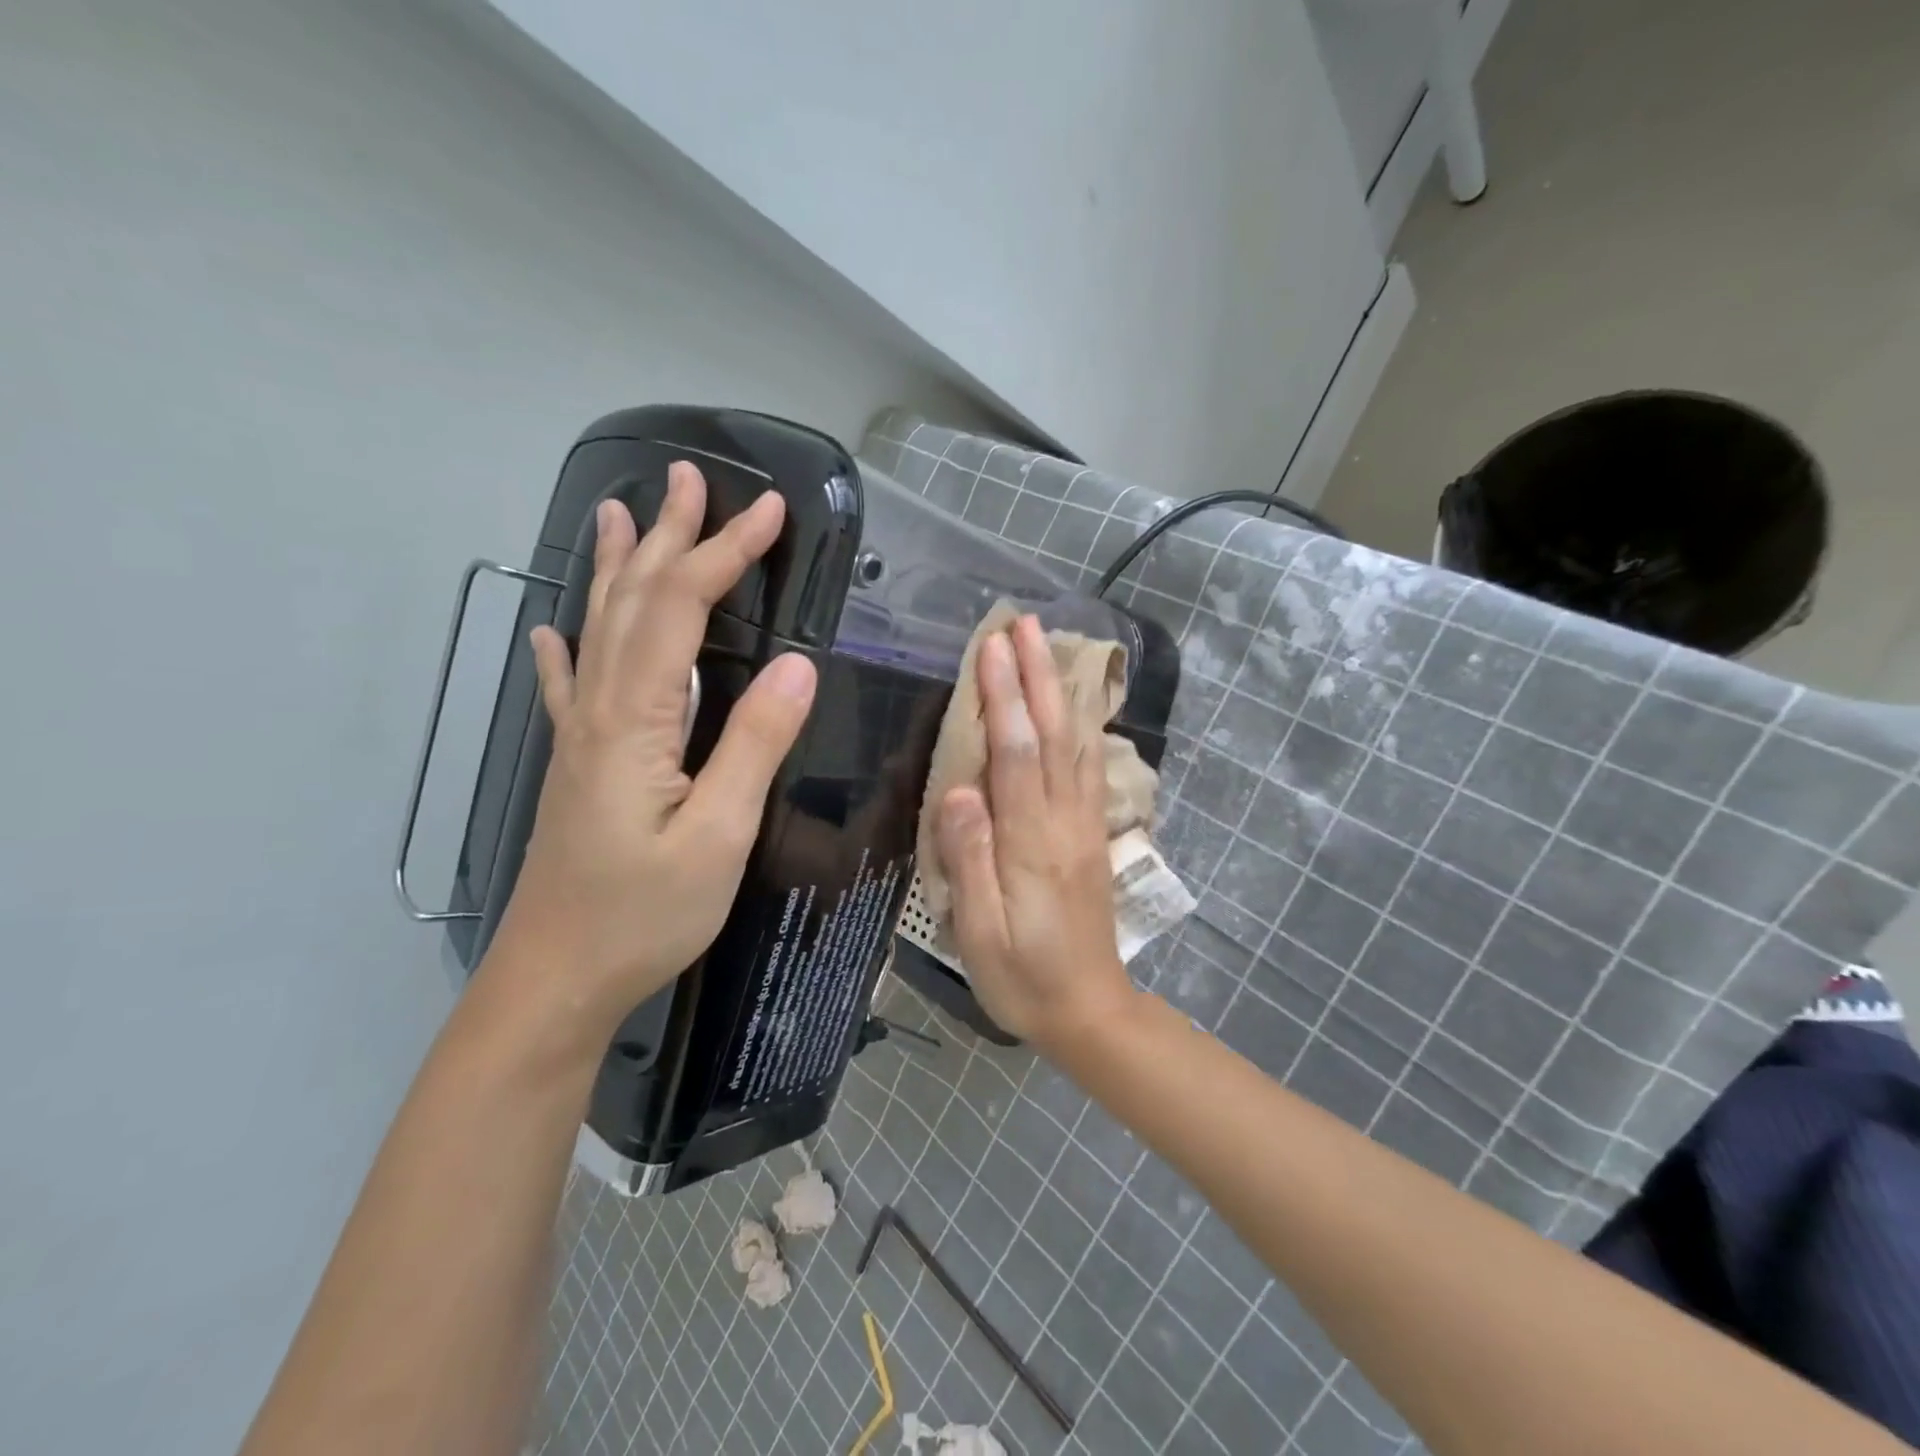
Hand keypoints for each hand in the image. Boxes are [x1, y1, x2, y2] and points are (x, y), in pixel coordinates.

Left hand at [488, 462, 817, 1033]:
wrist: (554, 980)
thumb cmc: (642, 914)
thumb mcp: (717, 836)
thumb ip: (754, 746)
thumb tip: (799, 668)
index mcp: (635, 721)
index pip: (682, 612)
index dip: (725, 554)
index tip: (770, 512)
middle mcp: (600, 711)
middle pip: (633, 603)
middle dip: (669, 537)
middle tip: (688, 478)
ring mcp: (581, 737)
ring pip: (599, 631)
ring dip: (616, 568)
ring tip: (620, 513)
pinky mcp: (578, 765)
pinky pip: (570, 686)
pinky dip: (566, 646)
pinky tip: (550, 629)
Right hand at [935, 615, 1135, 1050]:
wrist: (1090, 1010)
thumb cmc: (1023, 977)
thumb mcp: (981, 933)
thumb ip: (970, 860)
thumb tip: (959, 791)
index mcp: (1031, 841)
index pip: (1015, 754)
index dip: (1003, 697)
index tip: (992, 648)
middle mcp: (1063, 821)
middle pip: (1051, 734)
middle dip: (1037, 674)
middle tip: (1025, 623)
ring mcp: (1083, 824)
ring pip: (1074, 743)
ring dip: (1060, 690)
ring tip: (1049, 645)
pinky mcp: (1091, 834)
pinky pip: (1087, 767)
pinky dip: (1080, 725)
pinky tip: (1073, 705)